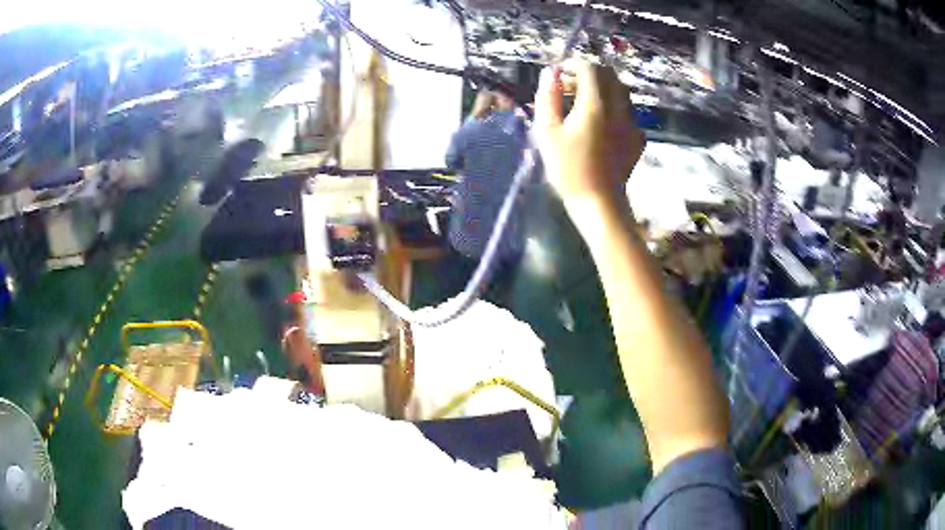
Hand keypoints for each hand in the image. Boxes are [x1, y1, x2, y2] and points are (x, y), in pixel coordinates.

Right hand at [533, 61, 644, 206]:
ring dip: (603, 88)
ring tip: (584, 103)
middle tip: (570, 86)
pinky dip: (614, 106)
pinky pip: (628, 110)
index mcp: (595, 105)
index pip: (589, 68)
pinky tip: (602, 122)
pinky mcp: (638, 137)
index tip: (560, 74)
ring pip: (621, 91)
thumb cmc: (568, 168)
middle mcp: (619, 108)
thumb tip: (550, 73)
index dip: (573, 64)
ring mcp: (633, 123)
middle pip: (610, 75)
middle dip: (589, 73)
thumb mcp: (547, 132)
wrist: (599, 202)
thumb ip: (548, 97)